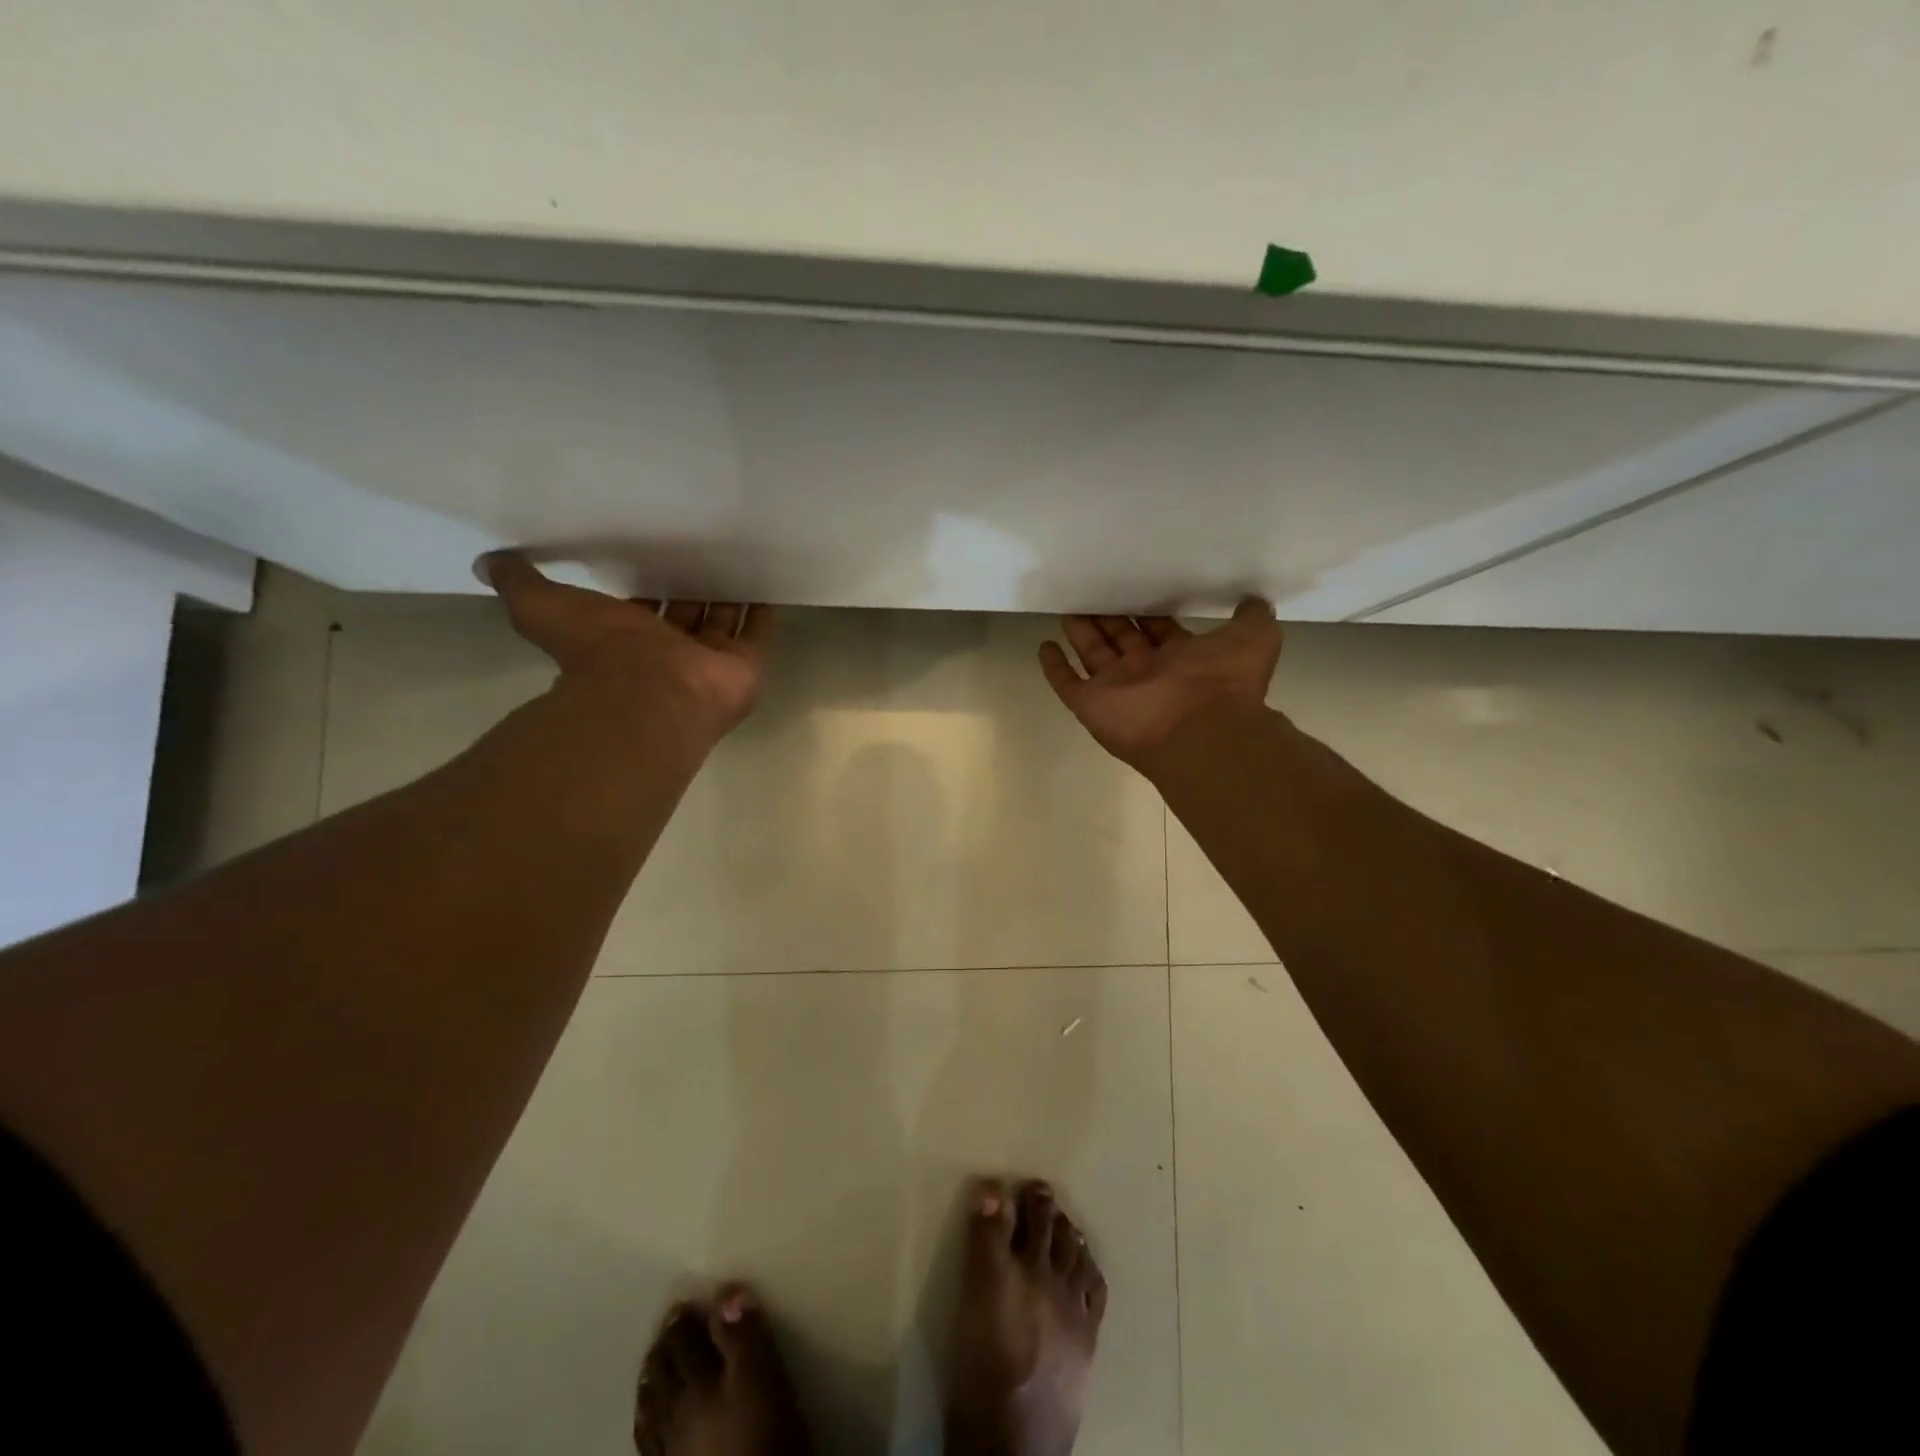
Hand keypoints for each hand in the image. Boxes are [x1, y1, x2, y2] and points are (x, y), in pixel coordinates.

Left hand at [482, 553, 770, 748]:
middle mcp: (670, 652)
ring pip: (723, 623)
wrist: (648, 695)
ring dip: (730, 598)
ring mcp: (709, 663)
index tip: (656, 557)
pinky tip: (767, 584)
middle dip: (694, 590)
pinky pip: (757, 635)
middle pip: (687, 615)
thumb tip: (488, 562)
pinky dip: (762, 613)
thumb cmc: (598, 652)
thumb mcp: (541, 607)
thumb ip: (520, 583)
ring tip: (741, 560)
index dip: (649, 588)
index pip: (643, 610)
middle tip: (705, 553)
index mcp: (627, 640)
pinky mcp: (743, 667)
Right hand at [1039, 600, 1282, 767]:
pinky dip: (1054, 667)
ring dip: (1081, 633)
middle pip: (1122, 638)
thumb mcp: (1255, 638)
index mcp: (1181, 658)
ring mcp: (1116, 689)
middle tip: (1093, 590)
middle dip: (1109, 617)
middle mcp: (1147, 672)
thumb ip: (1252, 616)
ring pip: (1093, 655)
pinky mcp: (1090, 704)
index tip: (1133, 586)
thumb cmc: (1224, 682)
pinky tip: (1045, 646)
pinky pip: (1067, 683)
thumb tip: (1253, 600)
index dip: (1146, 611)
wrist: (1200, 730)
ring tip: (1068, 606)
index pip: (1158, 628)